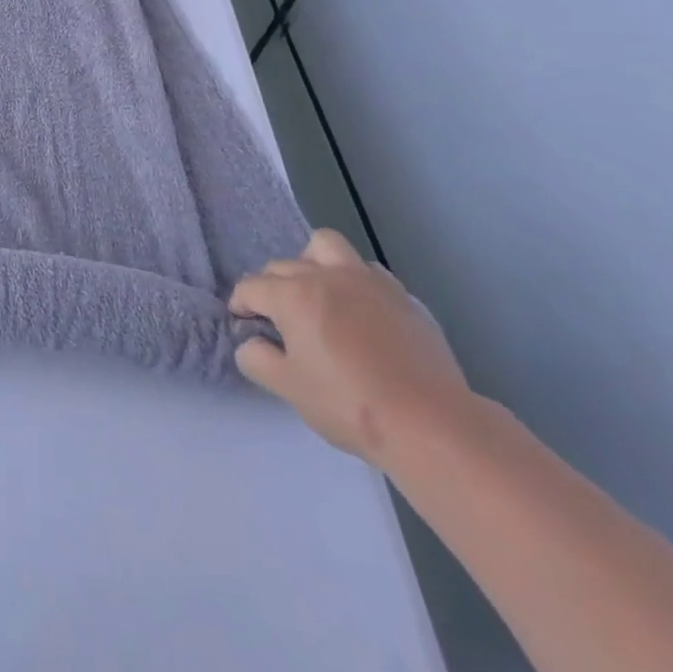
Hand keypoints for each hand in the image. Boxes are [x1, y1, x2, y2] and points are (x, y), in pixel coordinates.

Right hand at [229, 229, 474, 465]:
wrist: (432, 424)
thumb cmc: (349, 404)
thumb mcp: (287, 388)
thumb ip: (256, 358)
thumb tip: (251, 343)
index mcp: (292, 295)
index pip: (250, 287)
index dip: (240, 305)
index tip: (244, 325)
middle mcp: (325, 276)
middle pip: (282, 265)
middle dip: (271, 287)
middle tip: (279, 321)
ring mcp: (367, 281)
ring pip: (326, 246)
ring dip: (312, 263)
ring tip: (318, 296)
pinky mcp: (402, 296)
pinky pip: (367, 270)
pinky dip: (353, 281)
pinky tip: (359, 313)